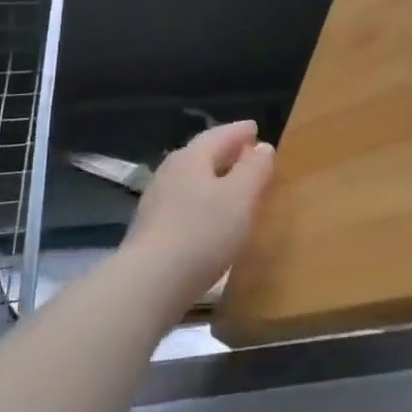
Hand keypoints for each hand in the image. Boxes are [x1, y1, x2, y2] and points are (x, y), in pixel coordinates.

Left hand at [123, 120, 274, 319]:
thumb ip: (254, 169)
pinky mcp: (151, 229)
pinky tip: (209, 218)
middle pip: (202, 154)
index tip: (255, 128)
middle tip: (247, 154)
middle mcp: (170, 171)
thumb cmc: (202, 233)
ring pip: (191, 179)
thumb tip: (262, 147)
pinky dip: (201, 202)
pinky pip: (183, 203)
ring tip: (232, 186)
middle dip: (225, 152)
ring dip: (213, 178)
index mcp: (192, 157)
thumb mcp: (240, 197)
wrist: (149, 283)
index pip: (219, 134)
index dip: (239, 131)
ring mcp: (156, 200)